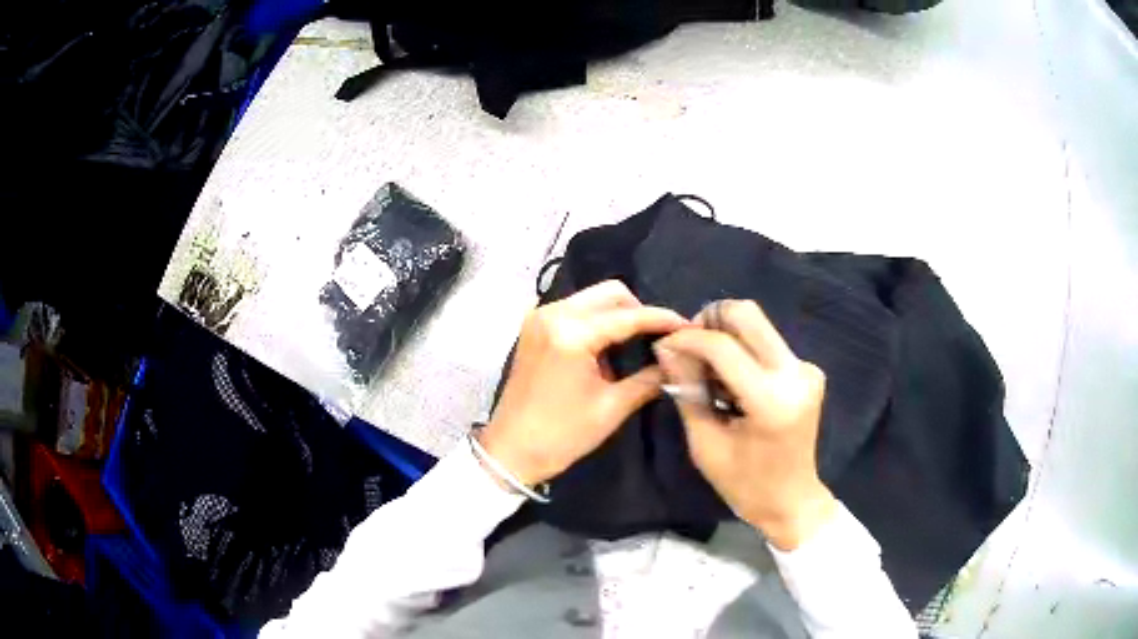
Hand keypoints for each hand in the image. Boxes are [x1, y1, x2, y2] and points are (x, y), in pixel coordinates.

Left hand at [481, 281, 687, 487]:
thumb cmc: (562, 435)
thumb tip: (674, 361)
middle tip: (659, 337)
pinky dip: (596, 321)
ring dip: (617, 315)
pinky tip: (607, 349)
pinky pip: (575, 310)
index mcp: (571, 334)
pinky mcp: (534, 327)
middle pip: (610, 294)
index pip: (627, 316)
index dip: (661, 319)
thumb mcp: (611, 408)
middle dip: (639, 311)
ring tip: (636, 345)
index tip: (687, 325)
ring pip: (592, 299)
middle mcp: (553, 314)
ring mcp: (540, 317)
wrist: (511, 450)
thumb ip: (648, 379)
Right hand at [654, 300, 836, 550]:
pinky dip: (742, 351)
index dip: (688, 338)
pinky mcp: (809, 370)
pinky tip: (731, 382)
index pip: (723, 346)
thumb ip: (686, 390)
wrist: (792, 501)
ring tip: (707, 371)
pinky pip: (767, 342)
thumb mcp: (705, 443)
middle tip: (688, 348)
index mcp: (771, 400)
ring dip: (725, 336)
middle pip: (747, 314)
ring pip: (757, 325)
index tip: (664, 344)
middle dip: (710, 321)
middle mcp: (795, 373)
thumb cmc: (744, 484)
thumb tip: (665, 347)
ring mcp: (806, 368)